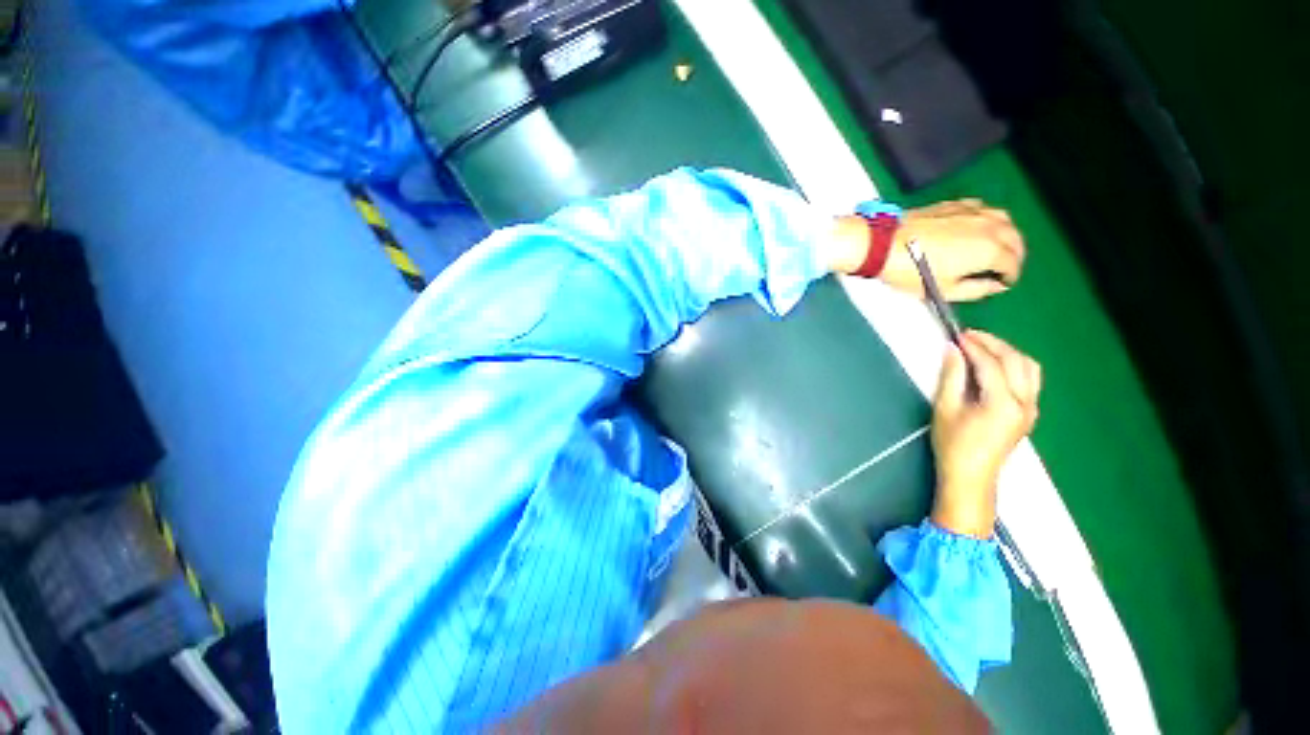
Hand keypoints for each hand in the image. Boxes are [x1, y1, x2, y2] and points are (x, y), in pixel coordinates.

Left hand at [880, 200, 1024, 301]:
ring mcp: (972, 211)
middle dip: (1014, 255)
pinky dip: (987, 219)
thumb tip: (994, 286)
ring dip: (1005, 234)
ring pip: (1003, 219)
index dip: (1010, 276)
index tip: (1003, 282)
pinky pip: (982, 209)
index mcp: (989, 249)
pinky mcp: (954, 204)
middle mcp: (988, 226)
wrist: (883, 244)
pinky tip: (976, 228)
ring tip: (995, 247)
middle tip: (1004, 267)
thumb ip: (975, 290)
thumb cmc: (911, 271)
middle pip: (1015, 239)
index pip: (1013, 263)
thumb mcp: (943, 290)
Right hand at [930, 331, 1041, 537]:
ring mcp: (1031, 409)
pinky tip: (995, 365)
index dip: (974, 346)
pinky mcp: (1029, 413)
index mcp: (1003, 403)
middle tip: (969, 335)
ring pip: (1029, 368)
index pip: (992, 364)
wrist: (971, 475)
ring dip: (1008, 352)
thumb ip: (951, 377)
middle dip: (993, 343)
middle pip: (1016, 361)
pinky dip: (1014, 365)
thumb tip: (952, 350)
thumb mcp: (945, 408)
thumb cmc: (953, 444)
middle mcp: (1025, 403)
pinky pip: (1029, 379)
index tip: (957, 335)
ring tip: (983, 346)